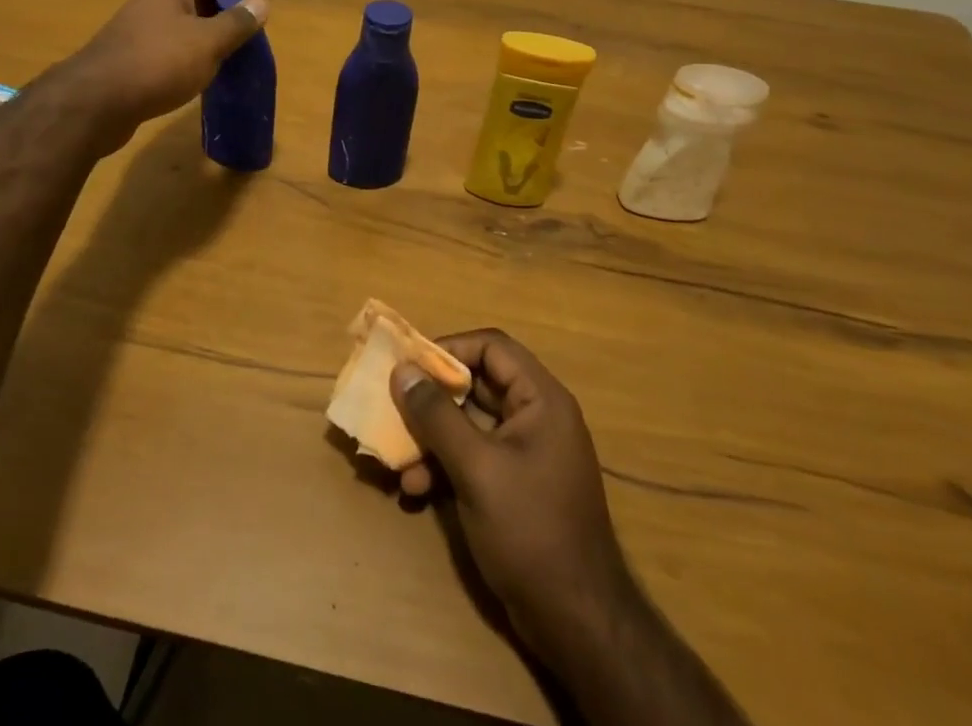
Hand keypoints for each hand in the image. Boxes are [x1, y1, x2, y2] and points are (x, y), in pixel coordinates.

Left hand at [60, 0, 267, 151]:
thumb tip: (261, 2)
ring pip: (184, 23)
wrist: (96, 103)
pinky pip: (171, 46)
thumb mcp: (207, 42)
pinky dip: (192, 54)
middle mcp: (154, 1)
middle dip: (225, 8)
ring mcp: (141, 30)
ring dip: (209, 33)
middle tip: (251, 30)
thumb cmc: (158, 63)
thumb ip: (236, 22)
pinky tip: (203, 73)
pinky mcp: (134, 57)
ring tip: (234, 52)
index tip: (260, 0)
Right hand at [391, 330, 633, 670]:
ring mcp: (525, 453)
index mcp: (540, 400)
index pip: (491, 347)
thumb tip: (403, 370)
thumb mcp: (476, 468)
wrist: (577, 624)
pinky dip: (443, 466)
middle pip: (476, 384)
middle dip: (432, 399)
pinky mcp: (514, 485)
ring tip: (399, 462)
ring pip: (468, 423)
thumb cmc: (531, 531)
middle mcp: (535, 417)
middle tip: (394, 406)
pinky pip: (472, 456)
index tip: (410, 365)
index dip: (449, 349)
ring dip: (431, 439)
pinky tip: (415, 490)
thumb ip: (437, 415)